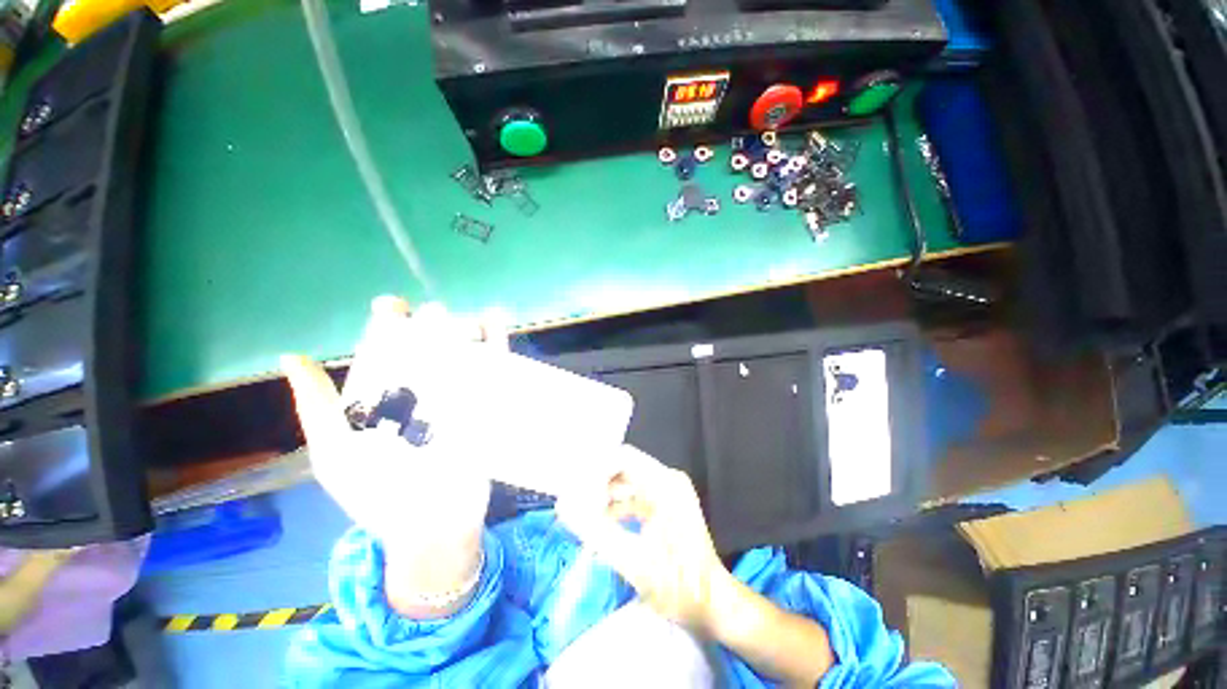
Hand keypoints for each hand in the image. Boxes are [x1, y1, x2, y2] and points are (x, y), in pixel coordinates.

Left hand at [282, 297, 502, 605]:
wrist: (433, 528)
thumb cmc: (378, 495)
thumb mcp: (337, 454)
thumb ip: (318, 407)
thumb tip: (294, 357)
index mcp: (382, 394)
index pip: (384, 346)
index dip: (387, 322)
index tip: (394, 307)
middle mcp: (420, 389)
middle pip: (427, 344)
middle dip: (431, 324)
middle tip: (436, 317)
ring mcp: (456, 396)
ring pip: (462, 352)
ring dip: (465, 330)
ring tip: (466, 321)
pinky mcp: (485, 405)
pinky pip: (493, 370)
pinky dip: (496, 346)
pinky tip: (495, 325)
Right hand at [558, 445, 733, 635]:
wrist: (714, 605)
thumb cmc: (679, 586)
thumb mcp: (633, 560)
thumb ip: (596, 530)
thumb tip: (563, 505)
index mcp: (664, 484)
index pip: (622, 457)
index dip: (595, 471)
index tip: (577, 496)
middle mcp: (667, 479)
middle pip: (622, 466)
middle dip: (596, 483)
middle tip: (574, 504)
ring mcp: (668, 490)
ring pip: (626, 480)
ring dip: (603, 495)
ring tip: (583, 516)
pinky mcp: (666, 504)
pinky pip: (634, 494)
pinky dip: (615, 505)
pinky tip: (601, 524)